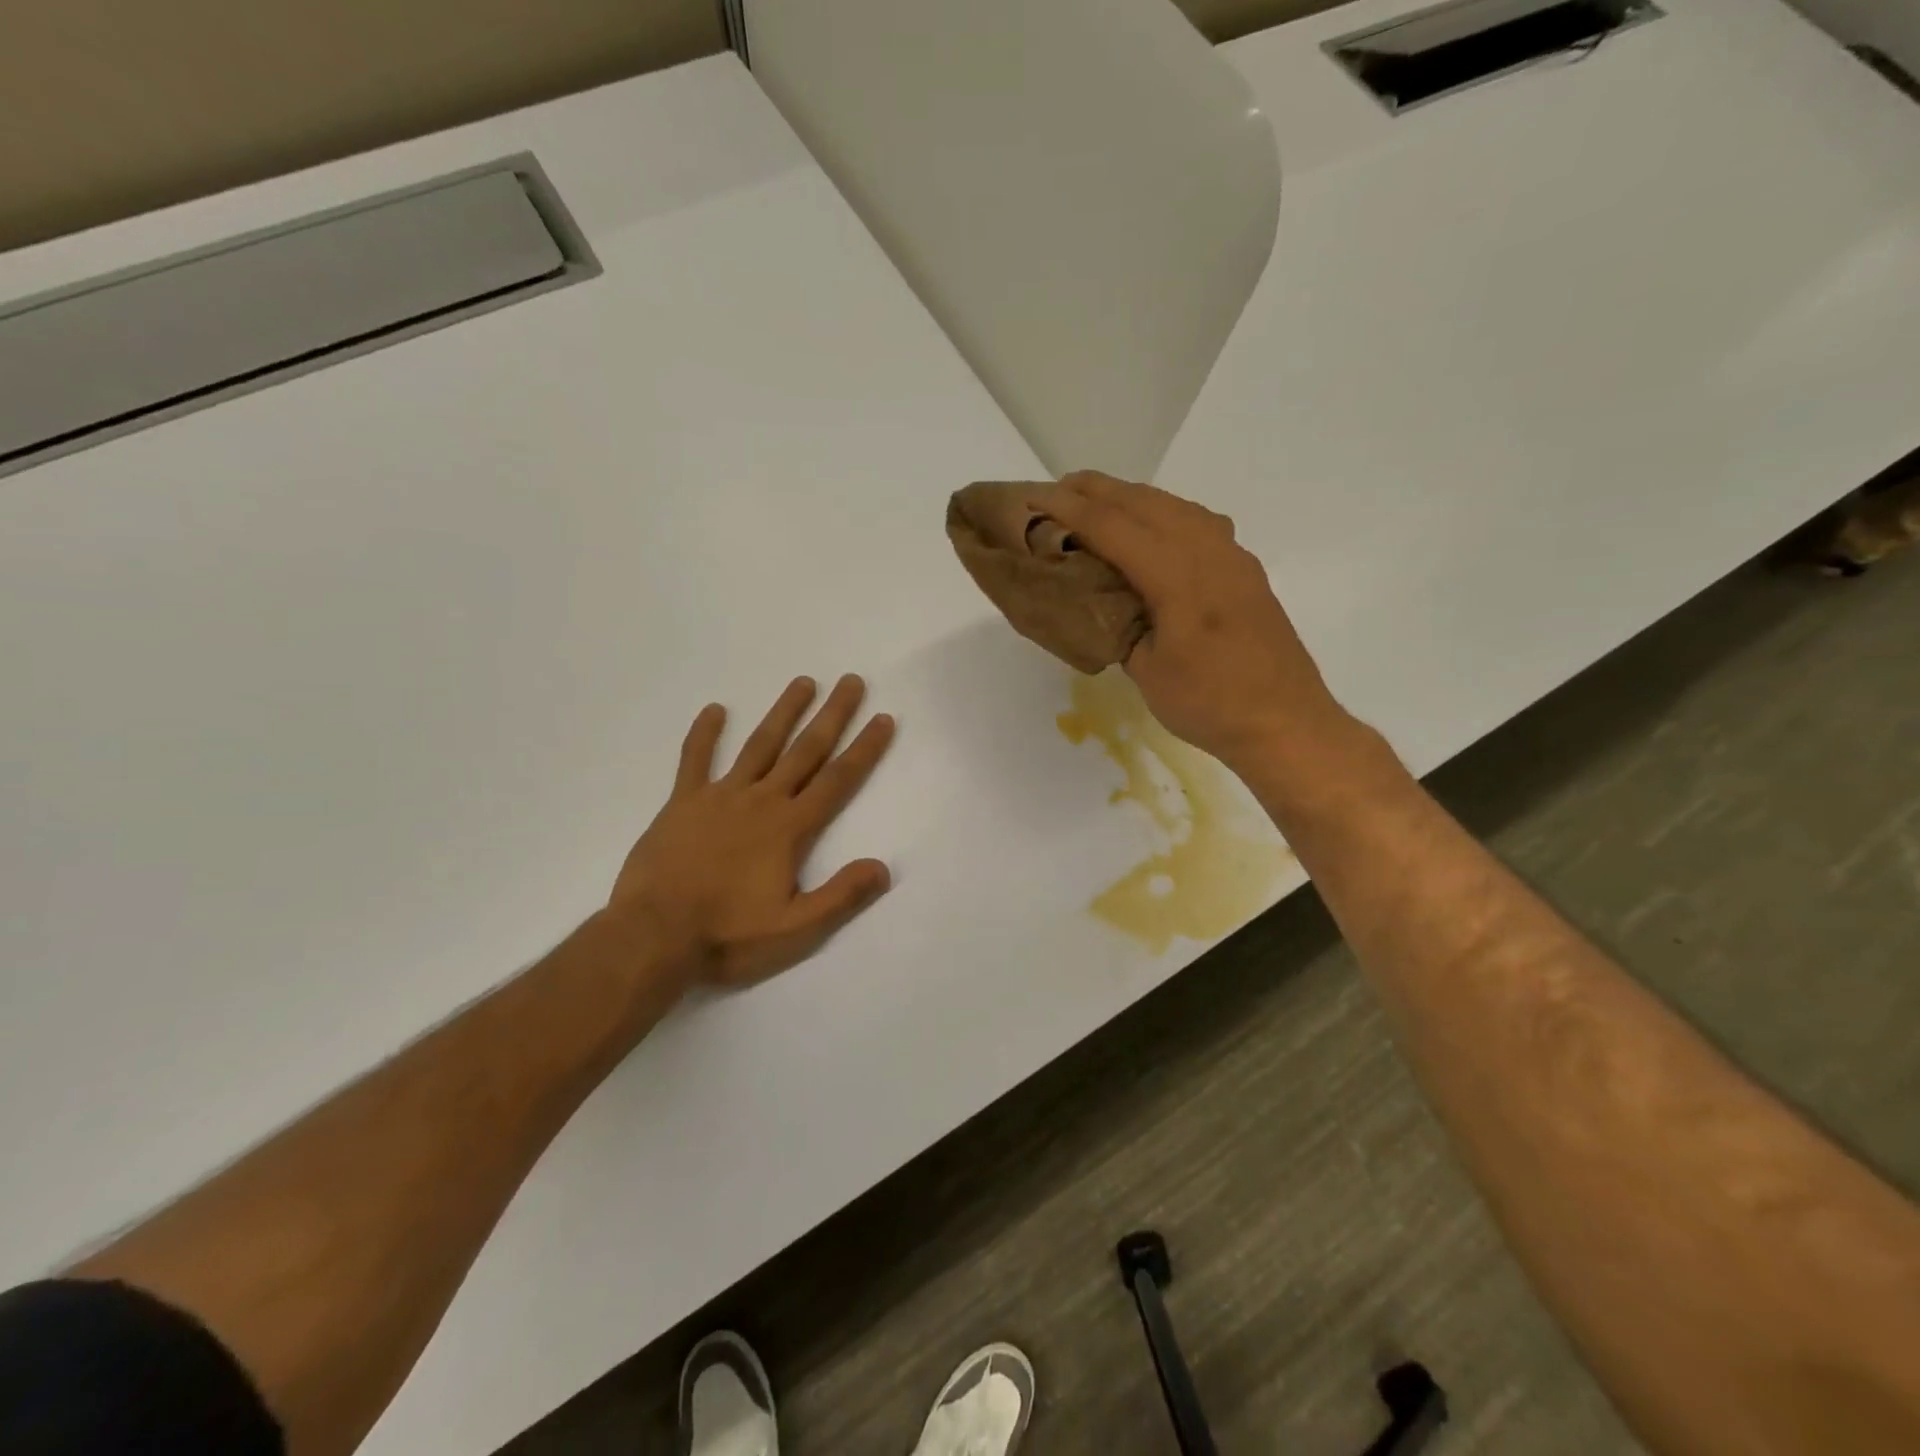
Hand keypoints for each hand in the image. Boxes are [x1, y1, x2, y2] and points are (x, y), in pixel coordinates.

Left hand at [611, 675, 895, 988]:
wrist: (653, 936)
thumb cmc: (728, 935)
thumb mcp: (795, 929)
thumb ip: (841, 896)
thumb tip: (883, 867)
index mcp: (789, 828)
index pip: (838, 780)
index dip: (864, 749)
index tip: (883, 718)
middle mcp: (760, 801)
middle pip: (805, 750)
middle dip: (832, 715)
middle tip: (851, 681)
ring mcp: (719, 797)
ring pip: (759, 745)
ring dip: (783, 712)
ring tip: (803, 682)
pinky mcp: (682, 803)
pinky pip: (694, 760)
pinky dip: (704, 734)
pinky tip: (714, 710)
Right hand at [1045, 472, 1349, 768]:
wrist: (1285, 722)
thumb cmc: (1209, 703)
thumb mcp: (1147, 670)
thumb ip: (1123, 625)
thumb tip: (1108, 603)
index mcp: (1177, 575)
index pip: (1112, 527)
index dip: (1069, 510)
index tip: (1033, 499)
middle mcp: (1206, 550)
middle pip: (1143, 502)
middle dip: (1097, 490)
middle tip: (1057, 489)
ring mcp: (1231, 555)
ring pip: (1174, 505)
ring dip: (1131, 497)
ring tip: (1098, 501)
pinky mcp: (1244, 569)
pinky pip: (1196, 521)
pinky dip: (1163, 512)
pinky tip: (1153, 527)